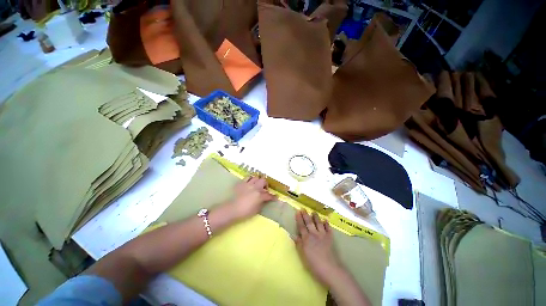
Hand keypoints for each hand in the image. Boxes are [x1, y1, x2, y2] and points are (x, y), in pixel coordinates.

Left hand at [228, 176, 275, 219]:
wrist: (231, 209)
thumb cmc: (244, 212)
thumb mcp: (256, 210)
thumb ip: (261, 203)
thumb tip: (264, 200)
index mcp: (260, 196)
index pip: (269, 195)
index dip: (273, 196)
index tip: (276, 197)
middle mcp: (255, 188)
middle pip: (263, 181)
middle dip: (266, 185)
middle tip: (264, 189)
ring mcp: (248, 184)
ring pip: (256, 177)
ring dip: (258, 181)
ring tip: (257, 185)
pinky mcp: (241, 183)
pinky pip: (248, 177)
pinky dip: (250, 179)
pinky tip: (250, 183)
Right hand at [295, 210, 341, 286]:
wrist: (330, 269)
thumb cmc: (314, 265)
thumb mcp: (303, 256)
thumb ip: (299, 244)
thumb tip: (294, 235)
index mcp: (307, 239)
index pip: (301, 226)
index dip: (299, 219)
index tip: (297, 211)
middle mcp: (314, 234)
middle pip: (309, 223)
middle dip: (305, 215)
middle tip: (303, 208)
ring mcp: (323, 235)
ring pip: (319, 223)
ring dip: (316, 217)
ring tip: (314, 212)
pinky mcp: (330, 238)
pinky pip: (328, 229)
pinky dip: (327, 224)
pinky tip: (326, 221)